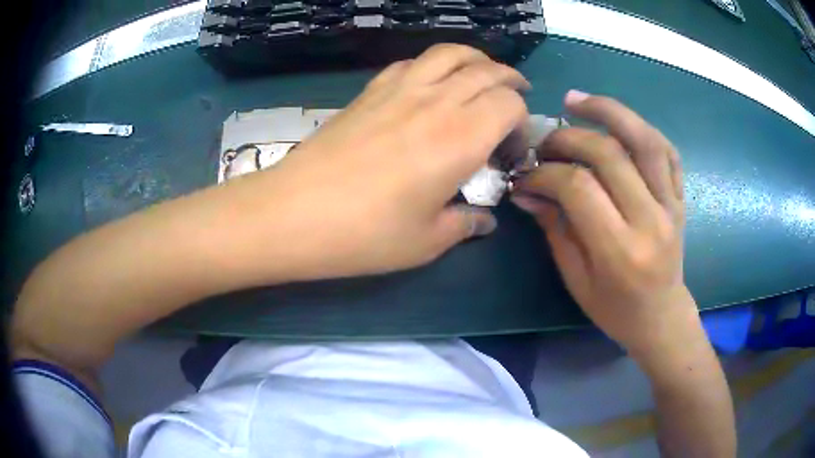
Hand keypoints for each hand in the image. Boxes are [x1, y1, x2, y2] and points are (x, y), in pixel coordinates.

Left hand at [256, 44, 528, 278]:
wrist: (292, 213)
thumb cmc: (364, 234)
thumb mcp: (426, 242)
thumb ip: (464, 224)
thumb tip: (484, 220)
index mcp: (461, 138)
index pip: (510, 104)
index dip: (521, 121)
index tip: (512, 148)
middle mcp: (436, 101)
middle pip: (487, 70)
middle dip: (509, 81)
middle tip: (513, 100)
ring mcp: (399, 89)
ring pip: (450, 53)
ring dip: (476, 60)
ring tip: (482, 76)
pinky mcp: (370, 91)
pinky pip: (412, 62)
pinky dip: (433, 64)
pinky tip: (431, 83)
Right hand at [512, 90, 693, 352]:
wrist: (661, 317)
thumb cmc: (615, 309)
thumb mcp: (576, 279)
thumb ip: (555, 228)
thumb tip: (527, 190)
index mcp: (620, 251)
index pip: (579, 188)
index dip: (545, 173)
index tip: (526, 176)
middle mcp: (650, 221)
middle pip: (609, 154)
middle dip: (568, 138)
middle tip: (545, 141)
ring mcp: (672, 205)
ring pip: (645, 140)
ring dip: (609, 111)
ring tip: (577, 100)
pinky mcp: (680, 198)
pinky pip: (667, 151)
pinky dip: (641, 129)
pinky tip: (618, 122)